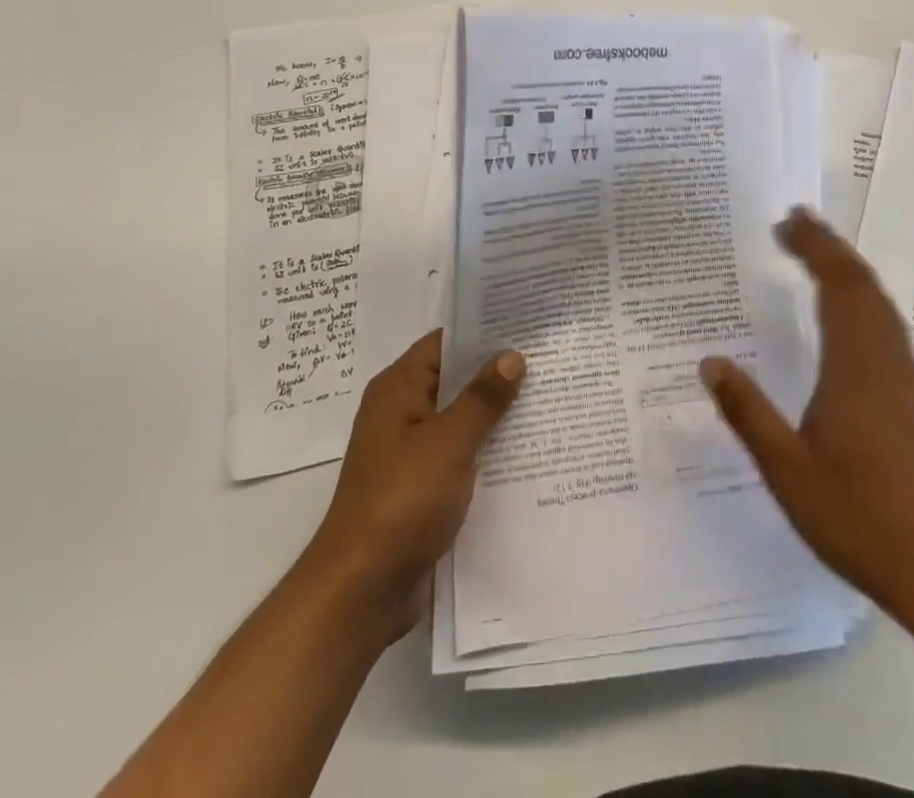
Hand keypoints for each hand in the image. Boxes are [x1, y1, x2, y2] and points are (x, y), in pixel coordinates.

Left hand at [302, 329, 523, 644]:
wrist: (361, 591)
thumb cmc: (401, 501)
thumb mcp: (449, 442)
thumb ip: (482, 398)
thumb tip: (511, 355)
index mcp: (399, 389)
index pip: (445, 342)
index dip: (484, 330)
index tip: (528, 323)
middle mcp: (402, 413)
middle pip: (456, 379)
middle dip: (498, 373)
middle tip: (551, 359)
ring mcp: (412, 452)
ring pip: (462, 419)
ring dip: (497, 415)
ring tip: (550, 399)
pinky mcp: (422, 487)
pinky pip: (461, 455)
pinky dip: (488, 451)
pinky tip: (529, 452)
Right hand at [701, 208, 913, 633]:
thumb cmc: (857, 516)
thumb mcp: (786, 469)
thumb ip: (747, 412)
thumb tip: (709, 362)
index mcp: (853, 366)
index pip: (836, 286)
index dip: (813, 248)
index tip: (786, 221)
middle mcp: (885, 360)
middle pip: (862, 285)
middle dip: (829, 246)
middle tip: (795, 221)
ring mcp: (906, 379)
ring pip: (880, 304)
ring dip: (849, 270)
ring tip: (818, 252)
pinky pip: (888, 326)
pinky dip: (864, 299)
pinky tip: (848, 314)